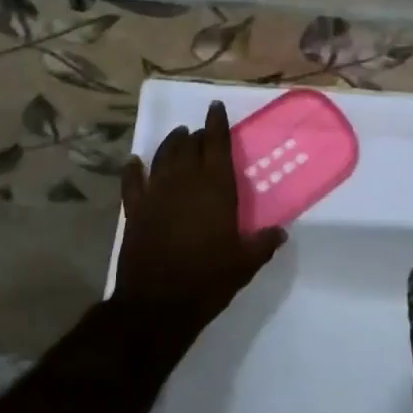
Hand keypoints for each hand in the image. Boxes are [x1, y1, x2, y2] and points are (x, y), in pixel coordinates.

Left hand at [112, 101, 285, 341]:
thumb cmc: (207, 280)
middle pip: (189, 147)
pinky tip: (134, 162)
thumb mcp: (244, 264)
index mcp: (215, 188)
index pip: (216, 144)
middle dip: (196, 136)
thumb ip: (262, 243)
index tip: (215, 107)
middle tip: (201, 133)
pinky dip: (133, 170)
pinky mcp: (135, 211)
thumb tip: (280, 232)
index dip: (216, 123)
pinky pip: (132, 182)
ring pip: (162, 157)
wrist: (157, 305)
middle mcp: (185, 182)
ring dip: (170, 143)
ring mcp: (156, 194)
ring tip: (177, 136)